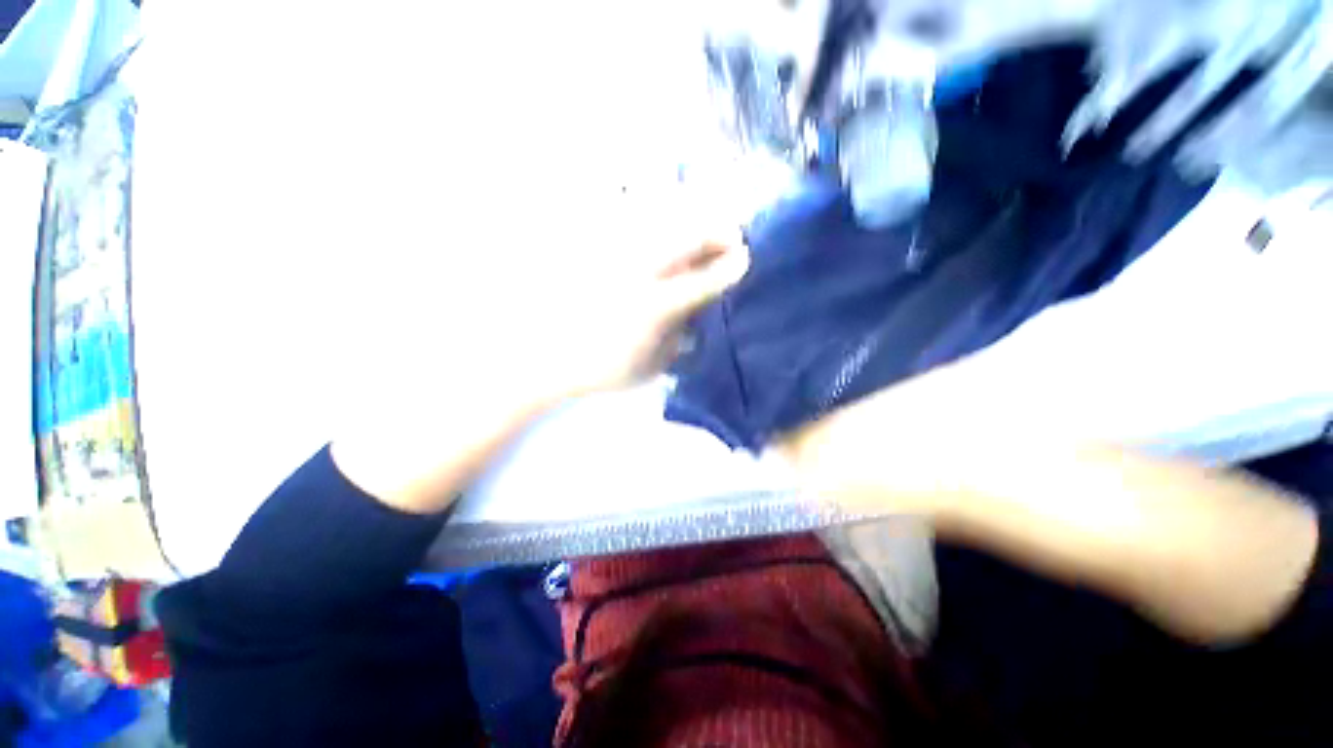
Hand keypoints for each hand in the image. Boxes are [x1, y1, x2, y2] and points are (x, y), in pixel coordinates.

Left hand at [333, 206, 749, 514]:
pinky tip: (656, 212)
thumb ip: (677, 341)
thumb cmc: (596, 370)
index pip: (703, 281)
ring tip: (700, 221)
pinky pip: (623, 215)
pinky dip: (647, 208)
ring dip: (687, 217)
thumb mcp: (647, 367)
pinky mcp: (590, 247)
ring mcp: (612, 255)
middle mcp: (637, 272)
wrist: (536, 359)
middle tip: (730, 233)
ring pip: (659, 220)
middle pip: (685, 238)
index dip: (728, 268)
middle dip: (714, 232)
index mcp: (654, 307)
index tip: (745, 258)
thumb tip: (696, 316)